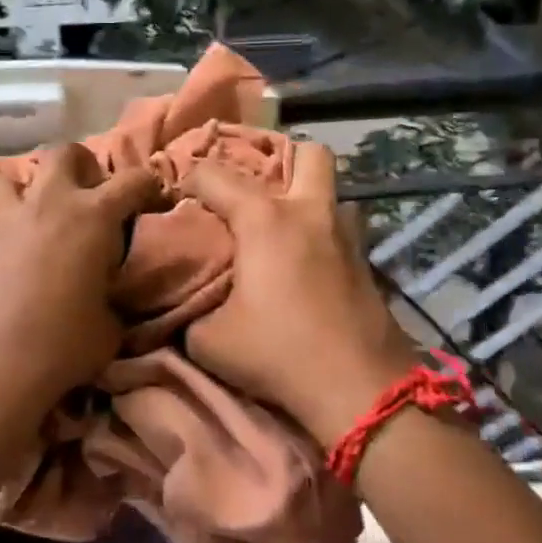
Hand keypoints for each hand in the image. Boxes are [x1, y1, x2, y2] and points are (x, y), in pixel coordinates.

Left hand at [0, 142, 158, 414]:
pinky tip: (6, 254)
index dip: (148, 184)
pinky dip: (1, 226)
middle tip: (88, 193)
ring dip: (26, 188)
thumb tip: (104, 299)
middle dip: (81, 165)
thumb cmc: (62, 345)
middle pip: (64, 153)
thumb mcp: (108, 328)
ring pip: (8, 176)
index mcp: (93, 217)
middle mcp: (48, 205)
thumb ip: (110, 300)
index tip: (152, 194)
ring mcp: (5, 221)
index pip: (132, 181)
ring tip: (34, 214)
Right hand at [182, 141, 418, 445]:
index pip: (214, 174)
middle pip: (306, 152)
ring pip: (332, 190)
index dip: (188, 177)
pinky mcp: (367, 263)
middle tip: (251, 186)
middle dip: (277, 157)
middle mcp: (309, 213)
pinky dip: (320, 232)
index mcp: (265, 219)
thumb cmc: (277, 353)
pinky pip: (341, 228)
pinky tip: (305, 262)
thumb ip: (190, 311)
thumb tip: (186, 303)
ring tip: (281, 225)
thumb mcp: (208, 340)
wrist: (358, 389)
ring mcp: (346, 236)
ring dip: (306, 197)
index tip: (174, 193)